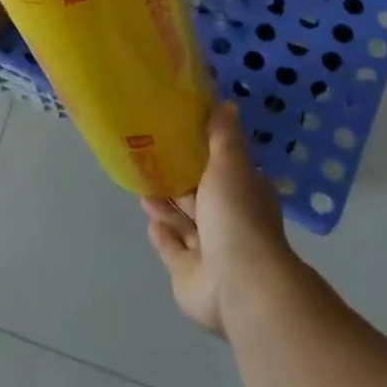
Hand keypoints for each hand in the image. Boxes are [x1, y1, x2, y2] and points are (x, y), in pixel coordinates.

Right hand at [144, 103, 296, 336]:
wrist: (239, 284)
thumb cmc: (236, 216)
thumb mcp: (231, 164)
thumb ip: (223, 136)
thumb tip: (228, 102)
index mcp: (244, 195)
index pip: (222, 170)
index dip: (201, 155)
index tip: (176, 136)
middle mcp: (230, 222)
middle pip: (200, 197)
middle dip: (178, 181)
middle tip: (149, 161)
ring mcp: (210, 252)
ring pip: (184, 223)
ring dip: (166, 207)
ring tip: (142, 187)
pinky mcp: (189, 275)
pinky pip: (172, 250)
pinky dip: (162, 235)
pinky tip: (149, 220)